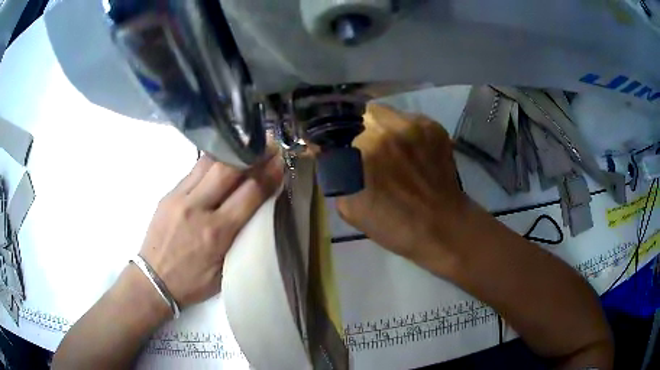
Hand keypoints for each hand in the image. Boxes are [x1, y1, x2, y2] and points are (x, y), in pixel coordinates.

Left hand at [140, 154, 283, 308]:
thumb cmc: (192, 282)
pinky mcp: (168, 194)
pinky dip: (212, 162)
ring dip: (231, 152)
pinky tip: (221, 161)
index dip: (269, 174)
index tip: (281, 160)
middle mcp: (197, 209)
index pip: (250, 193)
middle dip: (252, 154)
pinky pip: (193, 170)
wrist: (153, 281)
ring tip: (247, 146)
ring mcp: (179, 197)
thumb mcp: (224, 271)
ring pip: (209, 163)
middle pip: (228, 168)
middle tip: (268, 144)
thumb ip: (240, 239)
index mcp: (216, 233)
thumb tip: (256, 211)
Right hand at [336, 104, 466, 268]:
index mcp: (361, 153)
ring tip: (392, 149)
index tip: (340, 149)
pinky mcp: (433, 126)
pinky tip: (411, 151)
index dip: (335, 141)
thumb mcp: (350, 207)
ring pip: (384, 113)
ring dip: (381, 128)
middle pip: (360, 117)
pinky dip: (404, 131)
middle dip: (360, 133)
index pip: (336, 133)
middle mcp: (386, 131)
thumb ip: (334, 175)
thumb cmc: (393, 225)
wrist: (442, 226)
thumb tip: (325, 153)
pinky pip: (408, 119)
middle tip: (369, 152)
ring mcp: (413, 125)